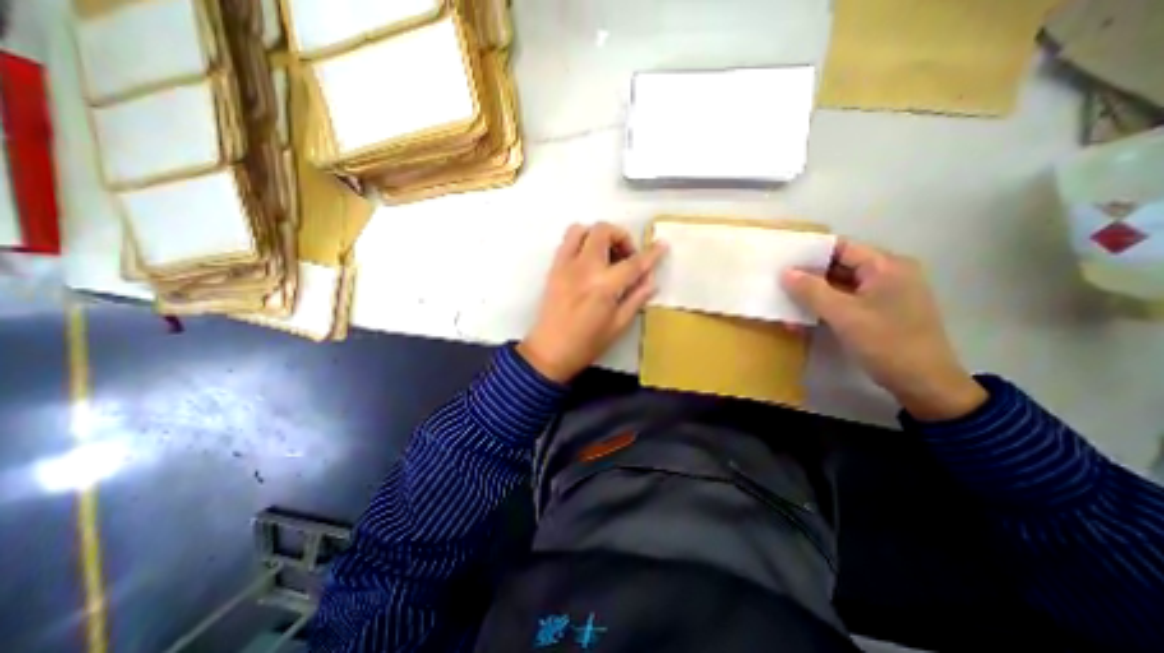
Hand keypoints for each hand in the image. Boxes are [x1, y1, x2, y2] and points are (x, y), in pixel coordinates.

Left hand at [519, 221, 662, 381]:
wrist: (549, 352)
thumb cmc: (587, 344)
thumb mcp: (618, 325)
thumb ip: (636, 298)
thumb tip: (651, 280)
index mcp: (604, 286)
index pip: (633, 263)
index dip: (651, 253)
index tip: (661, 245)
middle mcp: (584, 268)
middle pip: (604, 231)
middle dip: (622, 237)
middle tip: (627, 257)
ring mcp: (565, 265)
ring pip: (582, 229)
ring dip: (598, 235)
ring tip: (606, 254)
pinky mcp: (553, 268)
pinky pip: (566, 241)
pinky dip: (581, 241)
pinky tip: (588, 260)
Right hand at [776, 237, 984, 417]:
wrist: (923, 383)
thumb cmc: (886, 342)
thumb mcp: (844, 315)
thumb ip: (812, 291)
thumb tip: (785, 272)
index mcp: (886, 266)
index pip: (841, 247)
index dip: (810, 252)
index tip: (781, 260)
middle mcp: (887, 274)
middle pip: (839, 266)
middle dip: (807, 276)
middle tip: (776, 282)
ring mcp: (883, 294)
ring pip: (839, 286)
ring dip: (812, 295)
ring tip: (783, 302)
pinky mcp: (878, 312)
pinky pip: (844, 302)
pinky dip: (823, 308)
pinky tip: (801, 319)